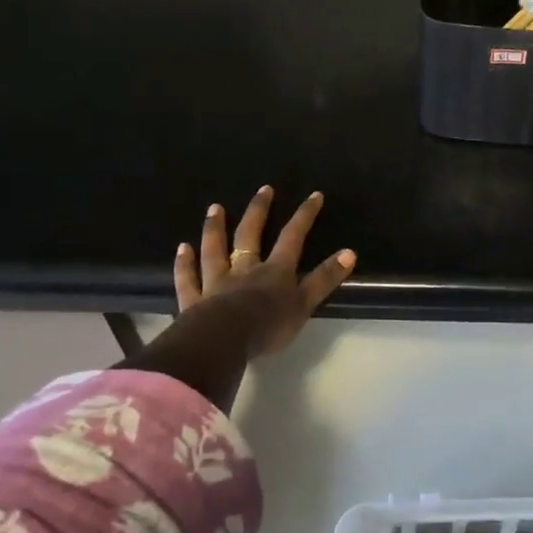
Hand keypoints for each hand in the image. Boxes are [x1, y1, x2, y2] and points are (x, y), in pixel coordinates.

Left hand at [176, 186, 355, 357]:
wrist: (222, 342)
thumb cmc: (267, 326)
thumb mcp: (304, 304)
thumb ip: (324, 279)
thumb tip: (350, 252)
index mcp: (274, 272)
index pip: (293, 238)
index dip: (305, 216)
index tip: (314, 195)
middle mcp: (245, 270)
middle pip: (250, 236)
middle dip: (259, 211)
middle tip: (263, 189)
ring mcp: (216, 283)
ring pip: (215, 250)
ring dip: (215, 228)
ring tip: (215, 208)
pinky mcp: (193, 302)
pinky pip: (188, 278)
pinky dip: (185, 263)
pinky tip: (182, 248)